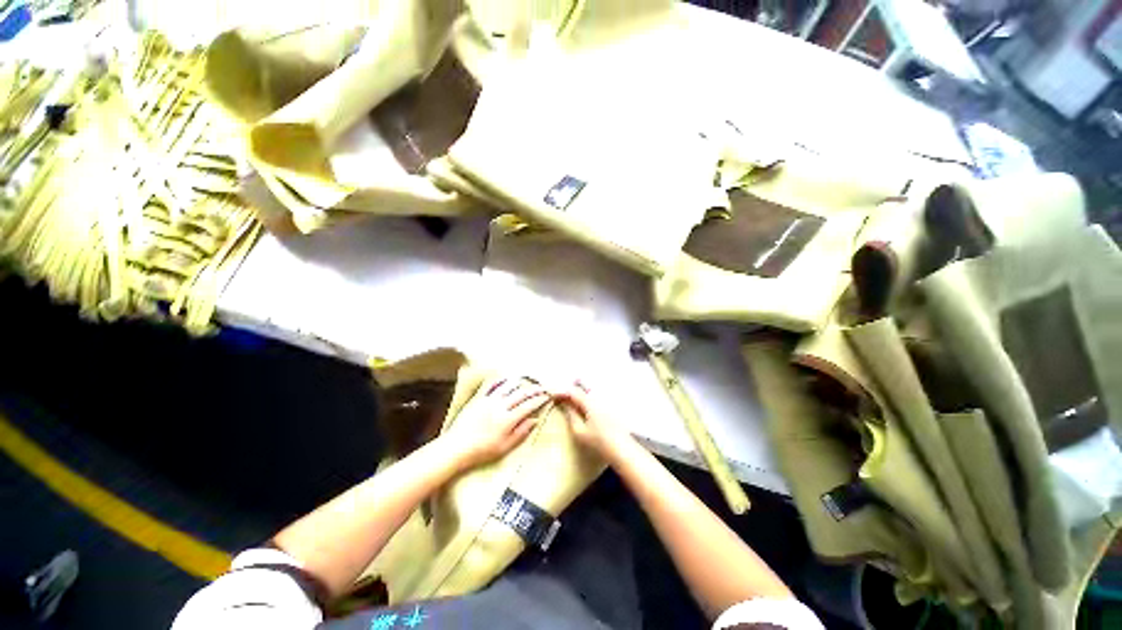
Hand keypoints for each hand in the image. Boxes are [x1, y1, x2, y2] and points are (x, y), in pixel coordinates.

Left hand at [444, 377, 549, 469]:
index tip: (548, 396)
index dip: (540, 400)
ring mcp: (489, 400)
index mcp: (508, 419)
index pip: (528, 405)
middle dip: (534, 389)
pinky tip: (508, 380)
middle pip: (521, 394)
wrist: (456, 447)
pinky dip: (504, 382)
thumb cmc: (483, 450)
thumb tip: (535, 420)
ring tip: (529, 381)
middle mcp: (500, 406)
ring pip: (509, 387)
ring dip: (521, 383)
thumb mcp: (505, 446)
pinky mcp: (480, 398)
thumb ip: (521, 432)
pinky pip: (494, 386)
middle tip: (543, 387)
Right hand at [554, 381, 635, 461]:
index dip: (562, 392)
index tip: (553, 396)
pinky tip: (583, 408)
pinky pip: (595, 398)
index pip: (573, 391)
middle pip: (581, 389)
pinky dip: (586, 399)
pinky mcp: (611, 407)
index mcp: (590, 402)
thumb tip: (565, 405)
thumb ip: (571, 415)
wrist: (622, 450)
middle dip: (570, 391)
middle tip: (560, 398)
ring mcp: (606, 401)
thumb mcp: (580, 431)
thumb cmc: (599, 442)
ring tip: (569, 402)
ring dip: (578, 395)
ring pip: (589, 393)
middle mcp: (598, 397)